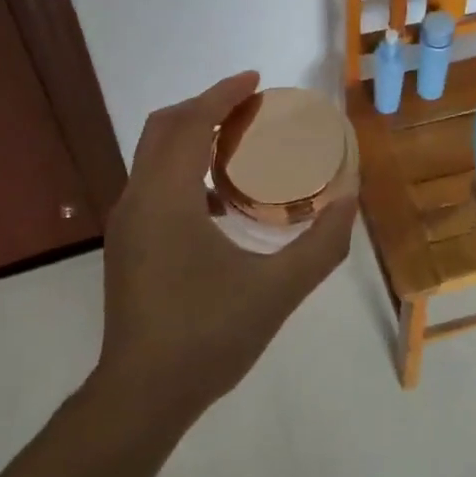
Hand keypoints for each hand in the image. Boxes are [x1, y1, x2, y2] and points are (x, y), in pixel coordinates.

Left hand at [96, 71, 355, 420]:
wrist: (142, 396)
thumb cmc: (209, 336)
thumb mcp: (278, 290)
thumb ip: (322, 243)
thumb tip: (350, 198)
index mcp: (167, 198)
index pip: (190, 123)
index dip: (222, 95)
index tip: (255, 80)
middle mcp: (138, 199)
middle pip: (165, 128)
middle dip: (205, 107)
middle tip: (250, 108)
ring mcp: (126, 223)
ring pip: (154, 156)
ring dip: (192, 138)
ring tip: (239, 146)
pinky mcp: (126, 244)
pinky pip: (153, 183)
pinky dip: (183, 170)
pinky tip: (220, 202)